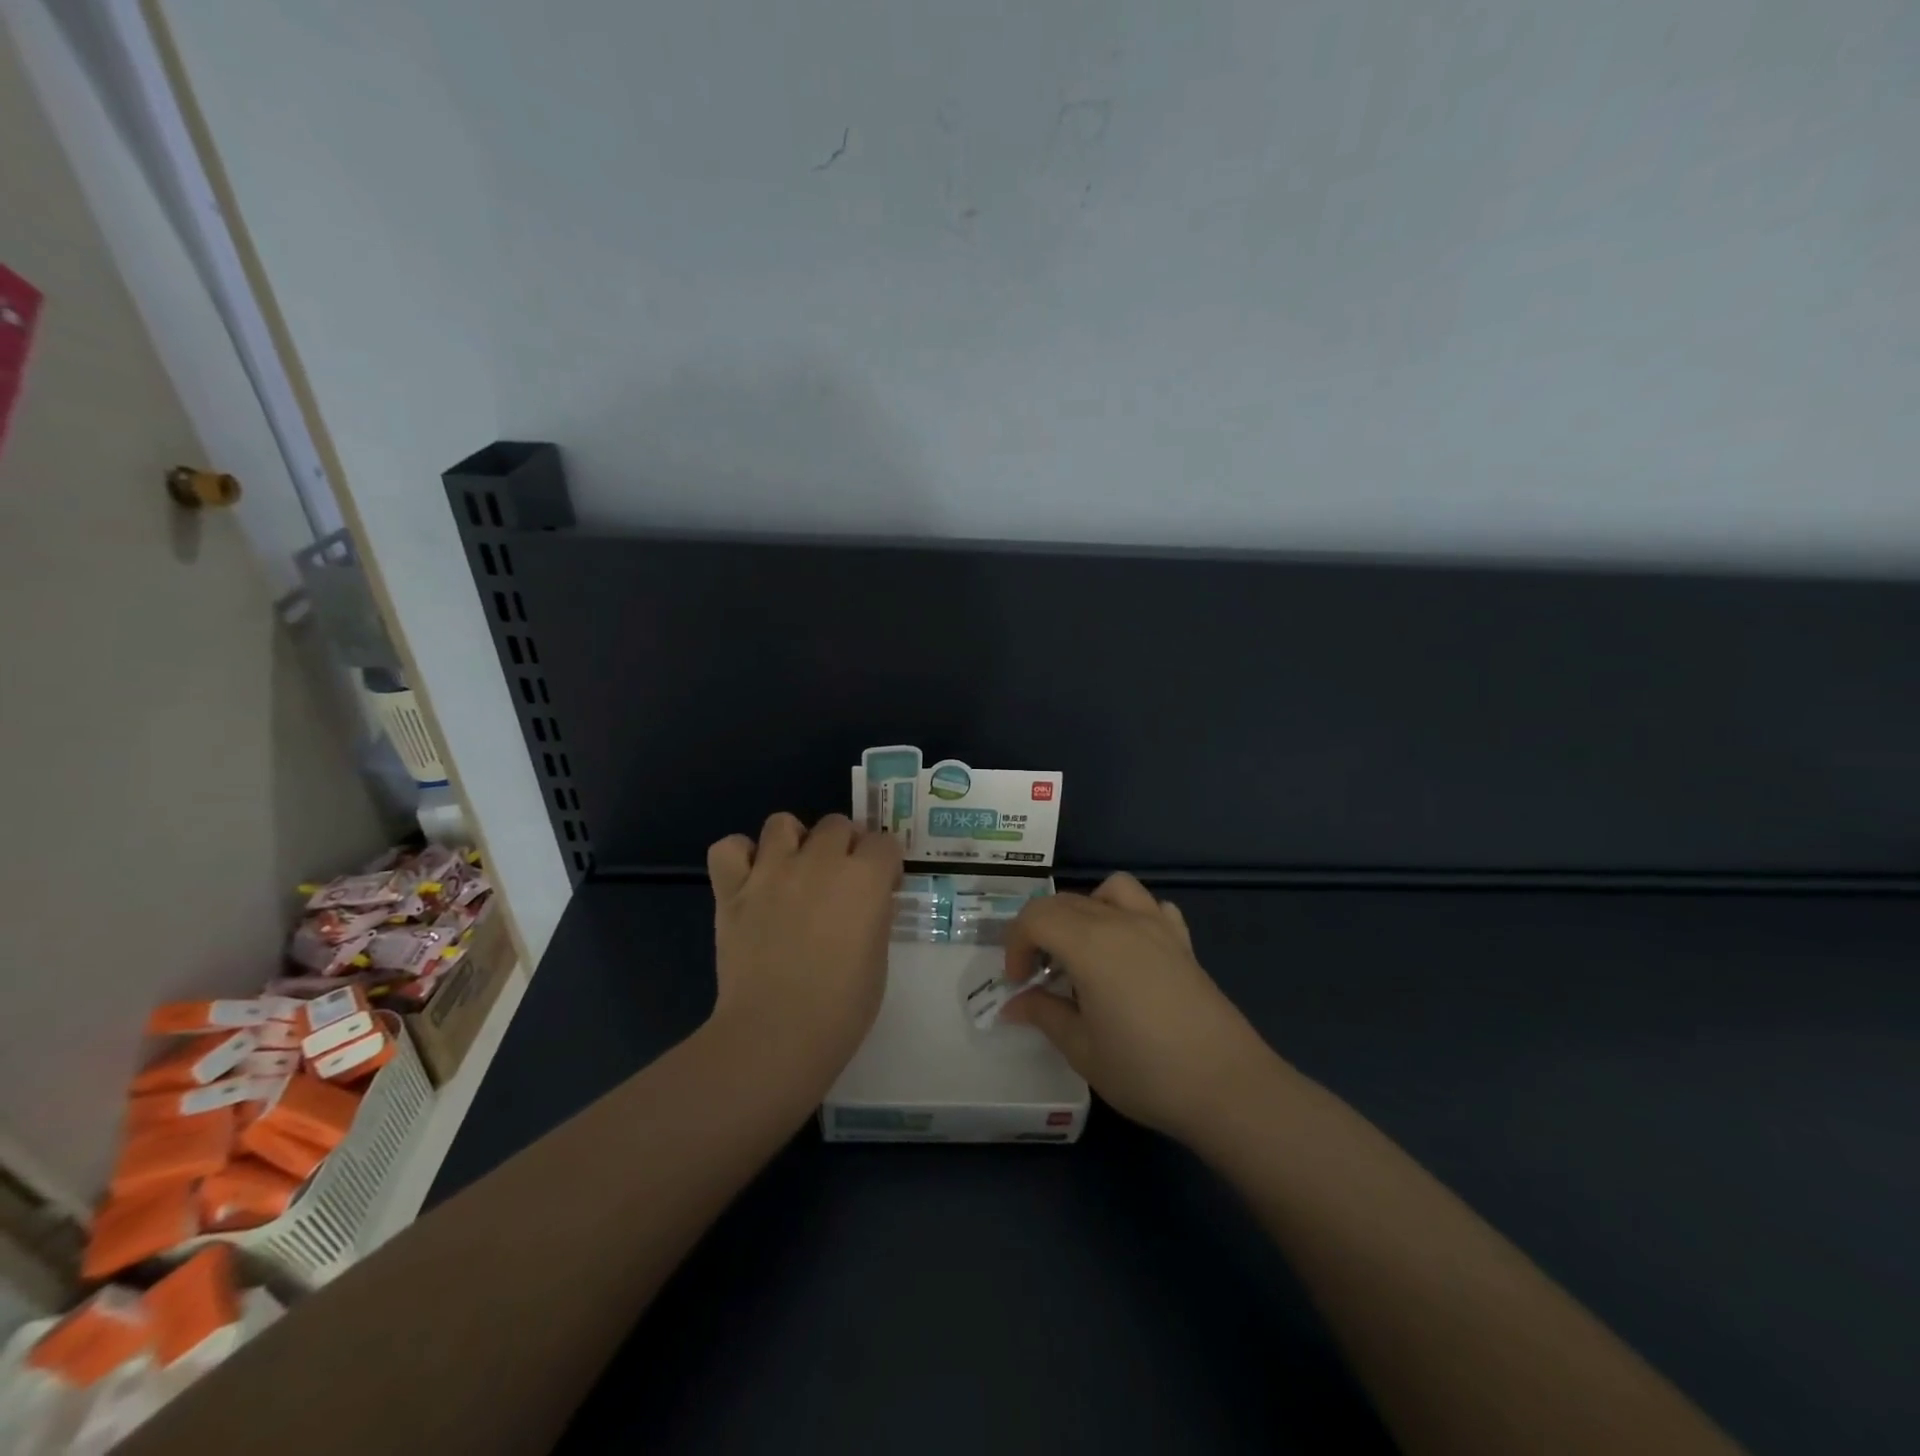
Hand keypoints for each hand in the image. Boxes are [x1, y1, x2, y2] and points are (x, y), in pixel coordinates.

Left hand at [706, 813, 901, 1074]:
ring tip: (794, 870)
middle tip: (840, 880)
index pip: (884, 843)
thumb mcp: (878, 958)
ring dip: (794, 840)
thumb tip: (869, 902)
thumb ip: (874, 917)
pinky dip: (740, 856)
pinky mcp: (733, 890)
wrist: (776, 1033)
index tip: (882, 888)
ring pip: (782, 823)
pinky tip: (751, 878)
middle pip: (837, 824)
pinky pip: (729, 848)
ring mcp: (772, 871)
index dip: (885, 864)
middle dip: (844, 846)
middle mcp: (820, 861)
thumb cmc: (842, 1007)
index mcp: (864, 878)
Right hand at [1001, 872, 1276, 1142]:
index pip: (1035, 917)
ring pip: (1110, 889)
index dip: (1015, 945)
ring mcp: (1157, 927)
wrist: (1228, 1087)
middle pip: (1065, 901)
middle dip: (1041, 931)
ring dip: (1086, 909)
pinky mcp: (1183, 942)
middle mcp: (1121, 922)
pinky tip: (1131, 952)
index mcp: (1089, 943)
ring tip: (1084, 951)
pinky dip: (1131, 915)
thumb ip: (1044, 1015)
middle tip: (1040, 977)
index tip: (1018, 983)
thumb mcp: (1082, 1050)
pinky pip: (1151, 906)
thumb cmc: (1146, 1071)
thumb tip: (1014, 1004)